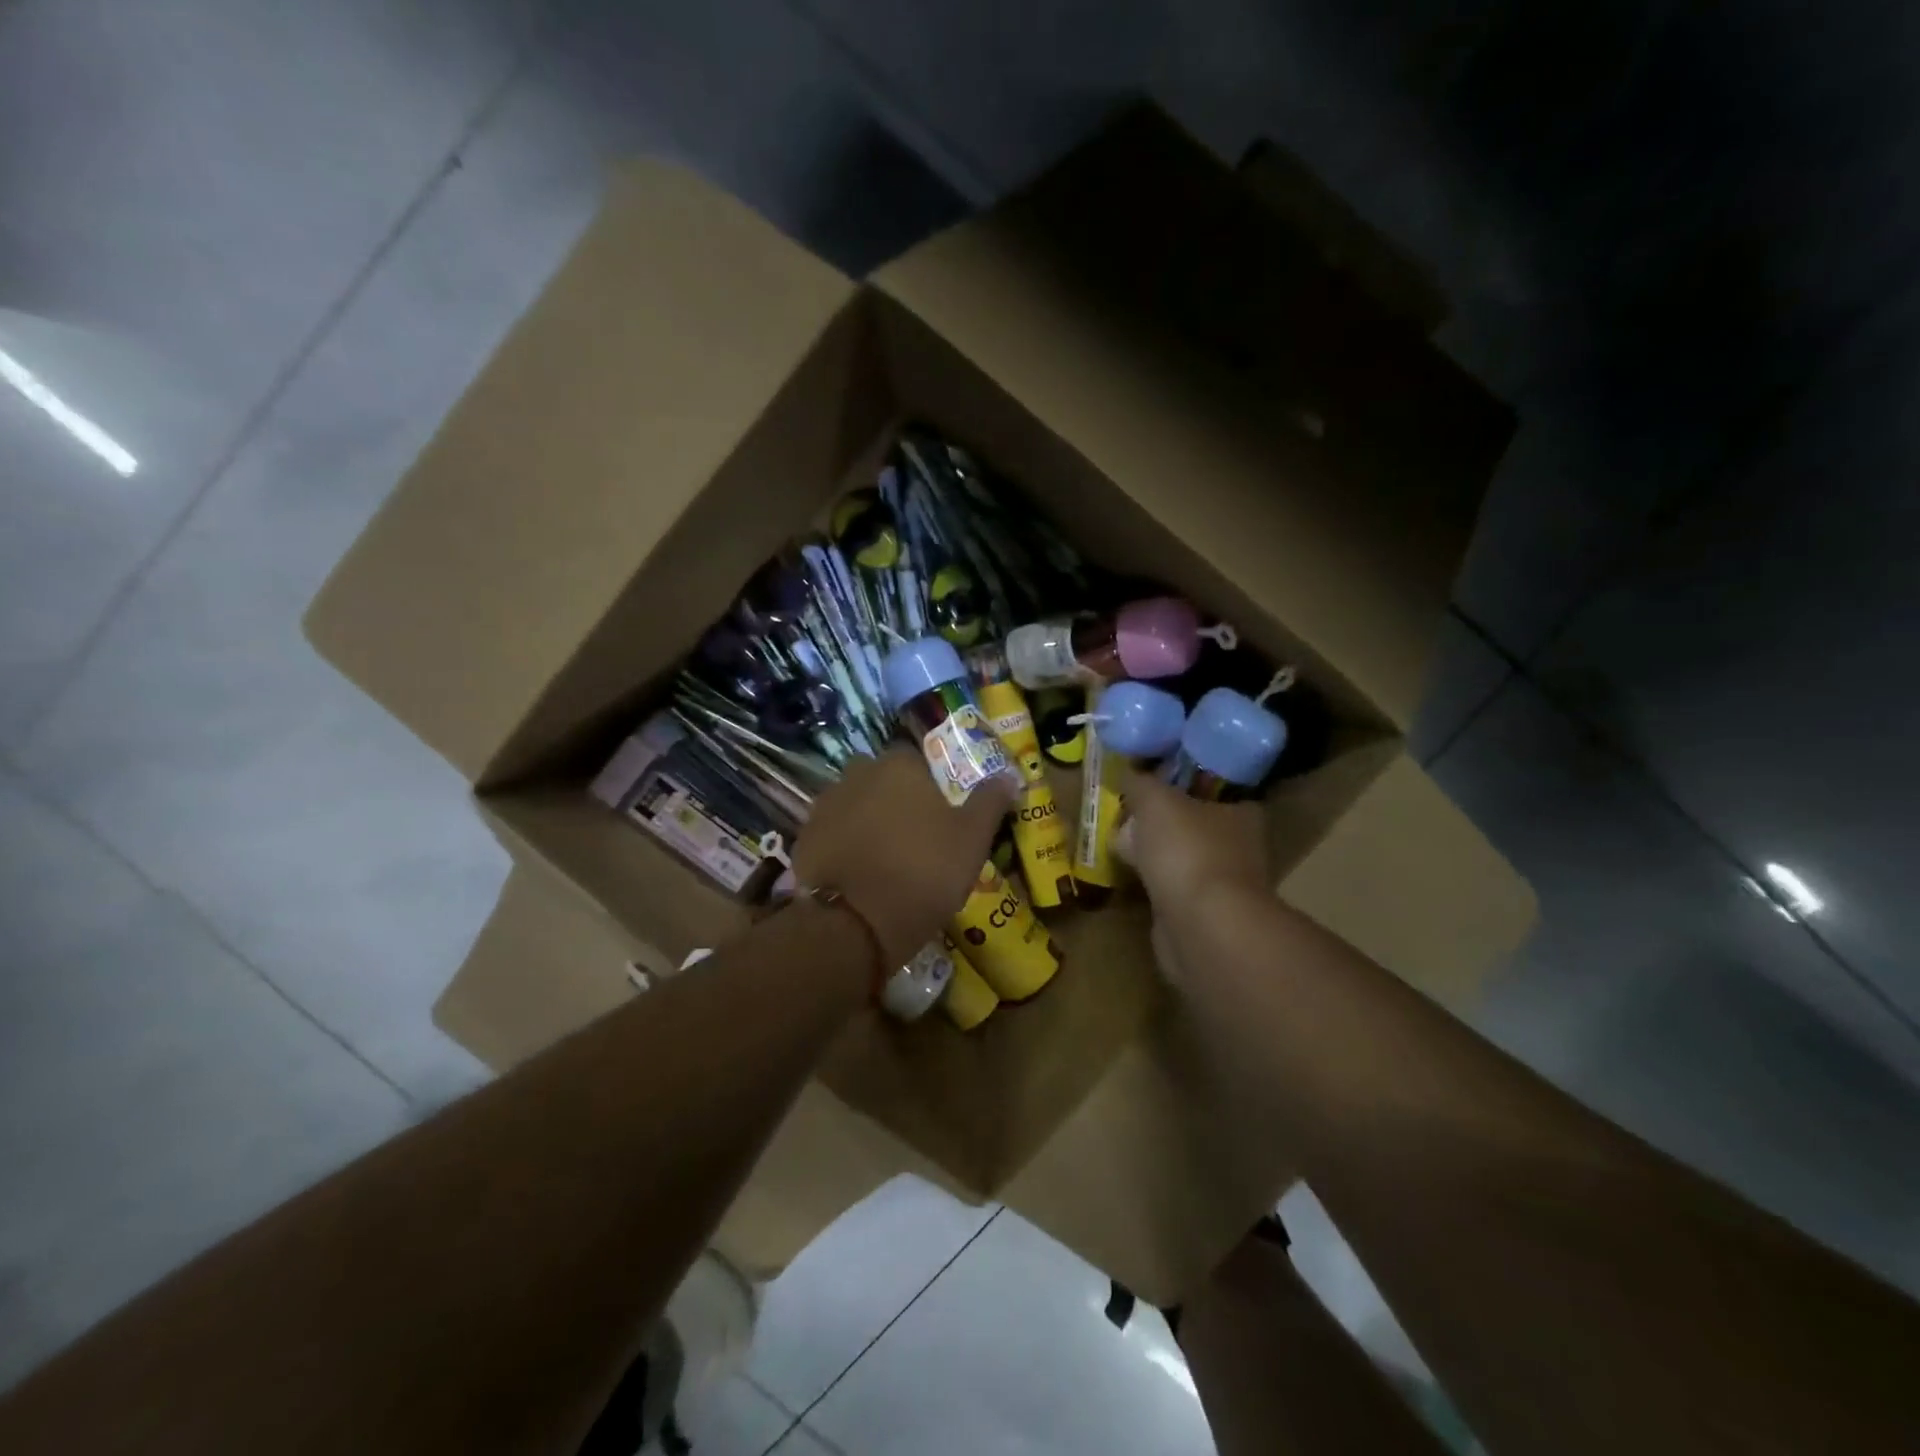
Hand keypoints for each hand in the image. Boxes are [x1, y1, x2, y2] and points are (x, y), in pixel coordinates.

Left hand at [795, 749, 1016, 966]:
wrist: (856, 924)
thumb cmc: (924, 871)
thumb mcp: (973, 839)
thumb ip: (990, 801)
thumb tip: (1009, 776)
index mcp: (899, 765)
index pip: (917, 759)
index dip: (930, 784)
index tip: (940, 814)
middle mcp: (857, 773)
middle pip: (882, 779)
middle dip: (895, 798)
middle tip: (915, 836)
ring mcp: (825, 805)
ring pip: (855, 804)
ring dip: (868, 820)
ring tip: (886, 858)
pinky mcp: (804, 837)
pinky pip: (833, 832)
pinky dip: (844, 845)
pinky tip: (859, 872)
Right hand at [1112, 766, 1269, 916]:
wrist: (1201, 926)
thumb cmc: (1186, 850)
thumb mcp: (1155, 800)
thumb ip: (1141, 783)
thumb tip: (1129, 774)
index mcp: (1242, 813)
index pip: (1216, 790)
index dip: (1184, 784)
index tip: (1153, 783)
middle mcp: (1240, 847)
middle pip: (1196, 825)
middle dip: (1164, 823)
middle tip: (1130, 816)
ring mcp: (1224, 885)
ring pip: (1183, 859)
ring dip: (1157, 857)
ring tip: (1123, 848)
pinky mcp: (1204, 917)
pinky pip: (1173, 890)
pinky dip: (1155, 886)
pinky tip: (1132, 880)